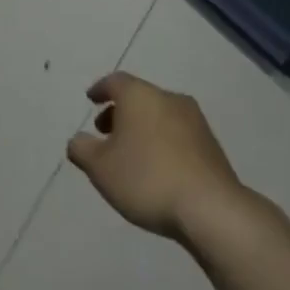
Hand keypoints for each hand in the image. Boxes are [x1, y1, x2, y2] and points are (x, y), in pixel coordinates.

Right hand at [68, 72, 243, 241]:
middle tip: (105, 132)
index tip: (91, 99)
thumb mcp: (100, 167)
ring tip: (129, 154)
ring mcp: (195, 120)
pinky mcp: (211, 143)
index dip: (100, 89)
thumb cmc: (146, 178)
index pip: (115, 81)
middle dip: (119, 112)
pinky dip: (161, 141)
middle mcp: (169, 98)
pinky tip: (155, 167)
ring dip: (141, 127)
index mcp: (140, 96)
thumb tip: (78, 140)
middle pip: (139, 97)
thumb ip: (82, 149)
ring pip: (159, 114)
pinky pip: (177, 133)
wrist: (210, 207)